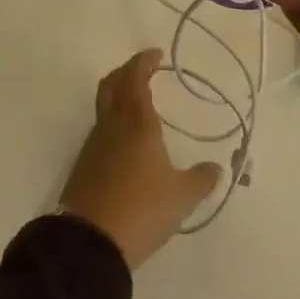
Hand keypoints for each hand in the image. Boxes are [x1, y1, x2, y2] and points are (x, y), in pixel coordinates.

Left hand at [59, 49, 223, 269]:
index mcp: (137, 123)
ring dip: (118, 98)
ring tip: (139, 106)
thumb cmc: (141, 209)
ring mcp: (93, 146)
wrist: (89, 243)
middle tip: (143, 71)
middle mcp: (111, 126)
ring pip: (103, 108)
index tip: (155, 55)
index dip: (143, 62)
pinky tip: (127, 143)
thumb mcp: (182, 197)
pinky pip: (100, 132)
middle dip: (126, 72)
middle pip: (111, 85)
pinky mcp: (84, 166)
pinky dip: (113, 124)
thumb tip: (215, 168)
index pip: (135, 78)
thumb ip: (201, 179)